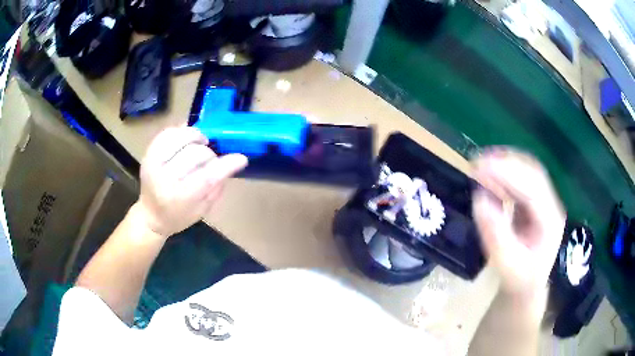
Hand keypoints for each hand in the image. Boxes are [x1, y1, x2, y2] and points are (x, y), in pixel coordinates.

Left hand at [133, 127, 247, 237]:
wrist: (150, 216)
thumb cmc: (179, 216)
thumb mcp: (203, 209)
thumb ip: (217, 186)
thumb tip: (231, 162)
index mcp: (180, 198)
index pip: (207, 176)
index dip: (226, 164)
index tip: (241, 158)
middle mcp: (164, 179)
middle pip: (195, 154)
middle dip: (210, 154)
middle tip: (213, 160)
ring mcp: (153, 163)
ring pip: (180, 138)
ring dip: (196, 137)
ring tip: (202, 143)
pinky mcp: (148, 154)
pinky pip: (167, 133)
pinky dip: (181, 131)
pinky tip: (188, 138)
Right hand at [472, 148, 564, 296]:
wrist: (529, 286)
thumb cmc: (520, 280)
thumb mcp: (507, 265)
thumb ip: (496, 235)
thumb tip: (479, 199)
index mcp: (550, 221)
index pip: (532, 186)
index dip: (508, 172)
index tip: (480, 166)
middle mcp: (551, 206)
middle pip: (532, 172)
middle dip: (505, 162)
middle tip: (476, 162)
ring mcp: (544, 202)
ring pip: (527, 172)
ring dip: (504, 164)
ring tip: (480, 166)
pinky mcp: (535, 203)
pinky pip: (521, 180)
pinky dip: (505, 174)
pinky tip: (490, 177)